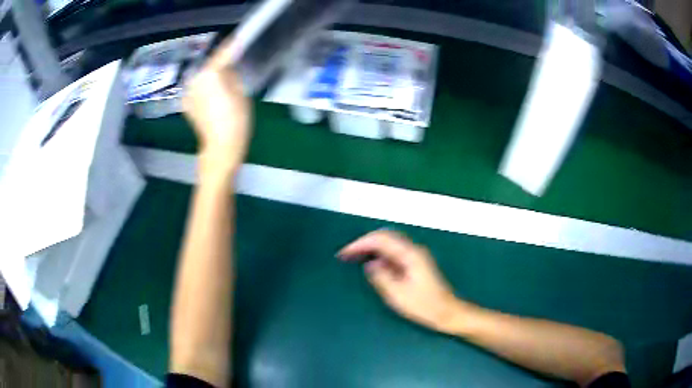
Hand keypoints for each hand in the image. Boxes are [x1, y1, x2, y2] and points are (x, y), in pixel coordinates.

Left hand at [183, 48, 250, 178]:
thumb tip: (228, 67)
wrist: (219, 149)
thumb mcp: (240, 93)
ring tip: (224, 80)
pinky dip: (206, 86)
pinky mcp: (187, 103)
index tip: (238, 39)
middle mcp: (194, 79)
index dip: (231, 46)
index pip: (222, 54)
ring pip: (203, 76)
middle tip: (234, 62)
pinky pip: (198, 88)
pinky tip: (214, 94)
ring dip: (212, 75)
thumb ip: (232, 75)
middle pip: (210, 65)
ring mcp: (188, 92)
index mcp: (209, 74)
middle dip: (221, 62)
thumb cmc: (235, 121)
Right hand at [338, 230, 466, 333]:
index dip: (360, 244)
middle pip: (385, 237)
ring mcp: (416, 256)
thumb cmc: (424, 306)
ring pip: (390, 243)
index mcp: (410, 255)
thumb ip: (381, 277)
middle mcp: (414, 250)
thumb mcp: (398, 295)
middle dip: (364, 243)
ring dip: (372, 248)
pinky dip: (380, 254)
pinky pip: (394, 252)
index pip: (381, 240)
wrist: (447, 312)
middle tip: (347, 254)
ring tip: (355, 257)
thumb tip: (370, 264)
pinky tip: (372, 264)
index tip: (344, 253)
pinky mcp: (416, 263)